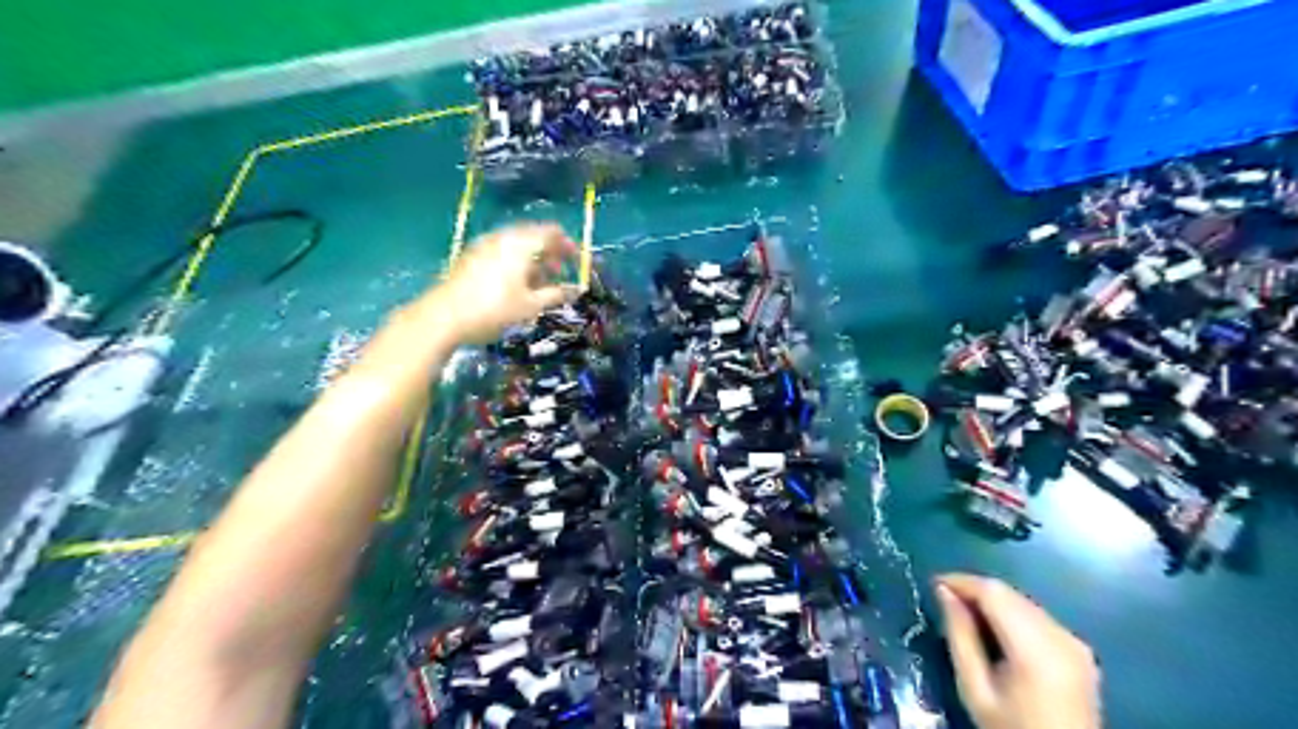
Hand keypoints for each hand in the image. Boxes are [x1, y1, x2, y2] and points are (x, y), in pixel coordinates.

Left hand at [424, 222, 580, 342]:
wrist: (443, 318)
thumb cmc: (493, 310)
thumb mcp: (530, 305)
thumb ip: (556, 294)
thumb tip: (577, 290)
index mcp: (520, 243)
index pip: (551, 232)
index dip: (568, 245)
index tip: (578, 262)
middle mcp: (503, 237)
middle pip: (534, 236)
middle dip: (551, 252)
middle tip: (561, 273)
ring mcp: (484, 245)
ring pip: (517, 245)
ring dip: (534, 259)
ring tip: (541, 282)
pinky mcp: (472, 257)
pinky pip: (502, 252)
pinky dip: (516, 262)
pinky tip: (517, 284)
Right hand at [940, 571, 1098, 727]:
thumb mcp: (974, 688)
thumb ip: (960, 636)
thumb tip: (944, 592)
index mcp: (1036, 649)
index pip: (994, 593)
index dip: (962, 581)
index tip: (934, 584)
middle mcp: (1062, 636)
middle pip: (1010, 594)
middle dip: (975, 591)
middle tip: (945, 600)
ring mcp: (1075, 642)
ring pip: (1023, 602)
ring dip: (993, 601)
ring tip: (966, 614)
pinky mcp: (1080, 650)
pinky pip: (1038, 617)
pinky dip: (1012, 614)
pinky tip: (996, 630)